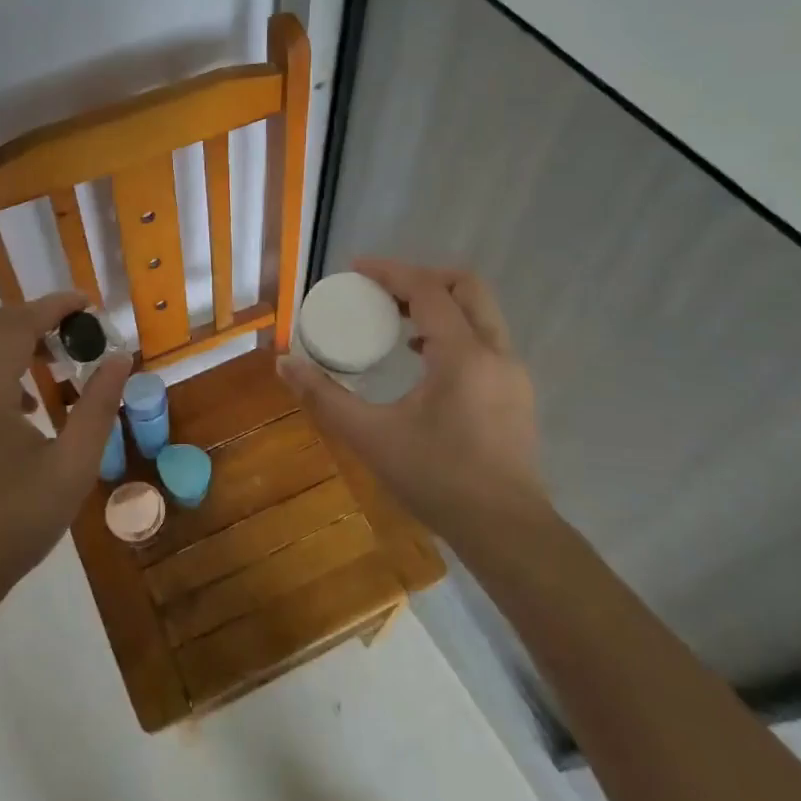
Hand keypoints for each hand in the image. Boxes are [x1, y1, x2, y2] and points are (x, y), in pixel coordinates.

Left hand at [0, 292, 132, 605]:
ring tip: (57, 362)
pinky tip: (26, 404)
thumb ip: (99, 405)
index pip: (17, 324)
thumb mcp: (73, 465)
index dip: (54, 306)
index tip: (88, 304)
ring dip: (16, 342)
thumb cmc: (17, 522)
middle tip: (78, 331)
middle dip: (36, 319)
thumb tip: (119, 358)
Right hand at [277, 259, 549, 546]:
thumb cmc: (437, 479)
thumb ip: (324, 397)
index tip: (355, 269)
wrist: (505, 531)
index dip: (390, 272)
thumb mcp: (371, 437)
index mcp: (463, 355)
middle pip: (466, 287)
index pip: (427, 290)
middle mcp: (496, 352)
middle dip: (422, 278)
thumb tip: (284, 363)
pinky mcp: (516, 393)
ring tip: (396, 321)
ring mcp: (512, 373)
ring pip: (480, 313)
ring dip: (439, 304)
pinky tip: (422, 360)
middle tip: (381, 292)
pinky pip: (485, 339)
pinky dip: (454, 330)